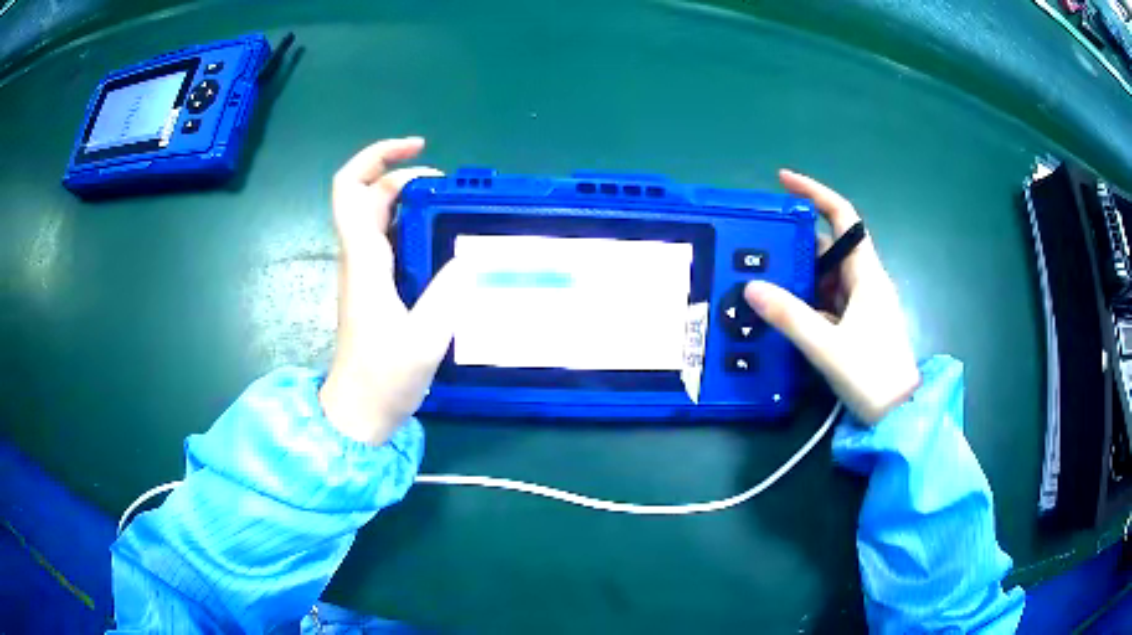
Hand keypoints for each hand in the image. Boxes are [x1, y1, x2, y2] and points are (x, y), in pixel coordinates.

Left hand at [319, 137, 465, 443]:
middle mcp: (359, 258)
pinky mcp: (373, 288)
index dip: (377, 157)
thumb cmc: (383, 379)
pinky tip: (441, 241)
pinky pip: (387, 240)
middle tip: (449, 186)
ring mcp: (364, 273)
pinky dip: (412, 226)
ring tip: (451, 207)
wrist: (357, 413)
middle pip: (367, 195)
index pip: (351, 189)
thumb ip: (448, 293)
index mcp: (364, 260)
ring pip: (377, 216)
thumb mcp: (424, 339)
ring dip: (409, 200)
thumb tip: (471, 257)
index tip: (417, 149)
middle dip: (403, 176)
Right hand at [744, 170, 919, 423]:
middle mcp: (865, 283)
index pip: (843, 217)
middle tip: (758, 249)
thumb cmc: (872, 376)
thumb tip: (752, 287)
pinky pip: (826, 301)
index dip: (815, 193)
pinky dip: (805, 301)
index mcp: (866, 275)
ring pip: (825, 277)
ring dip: (797, 276)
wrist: (899, 415)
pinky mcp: (857, 325)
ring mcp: (862, 305)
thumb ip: (790, 317)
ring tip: (762, 281)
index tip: (783, 181)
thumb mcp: (827, 346)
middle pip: (828, 248)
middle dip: (795, 244)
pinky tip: (783, 312)